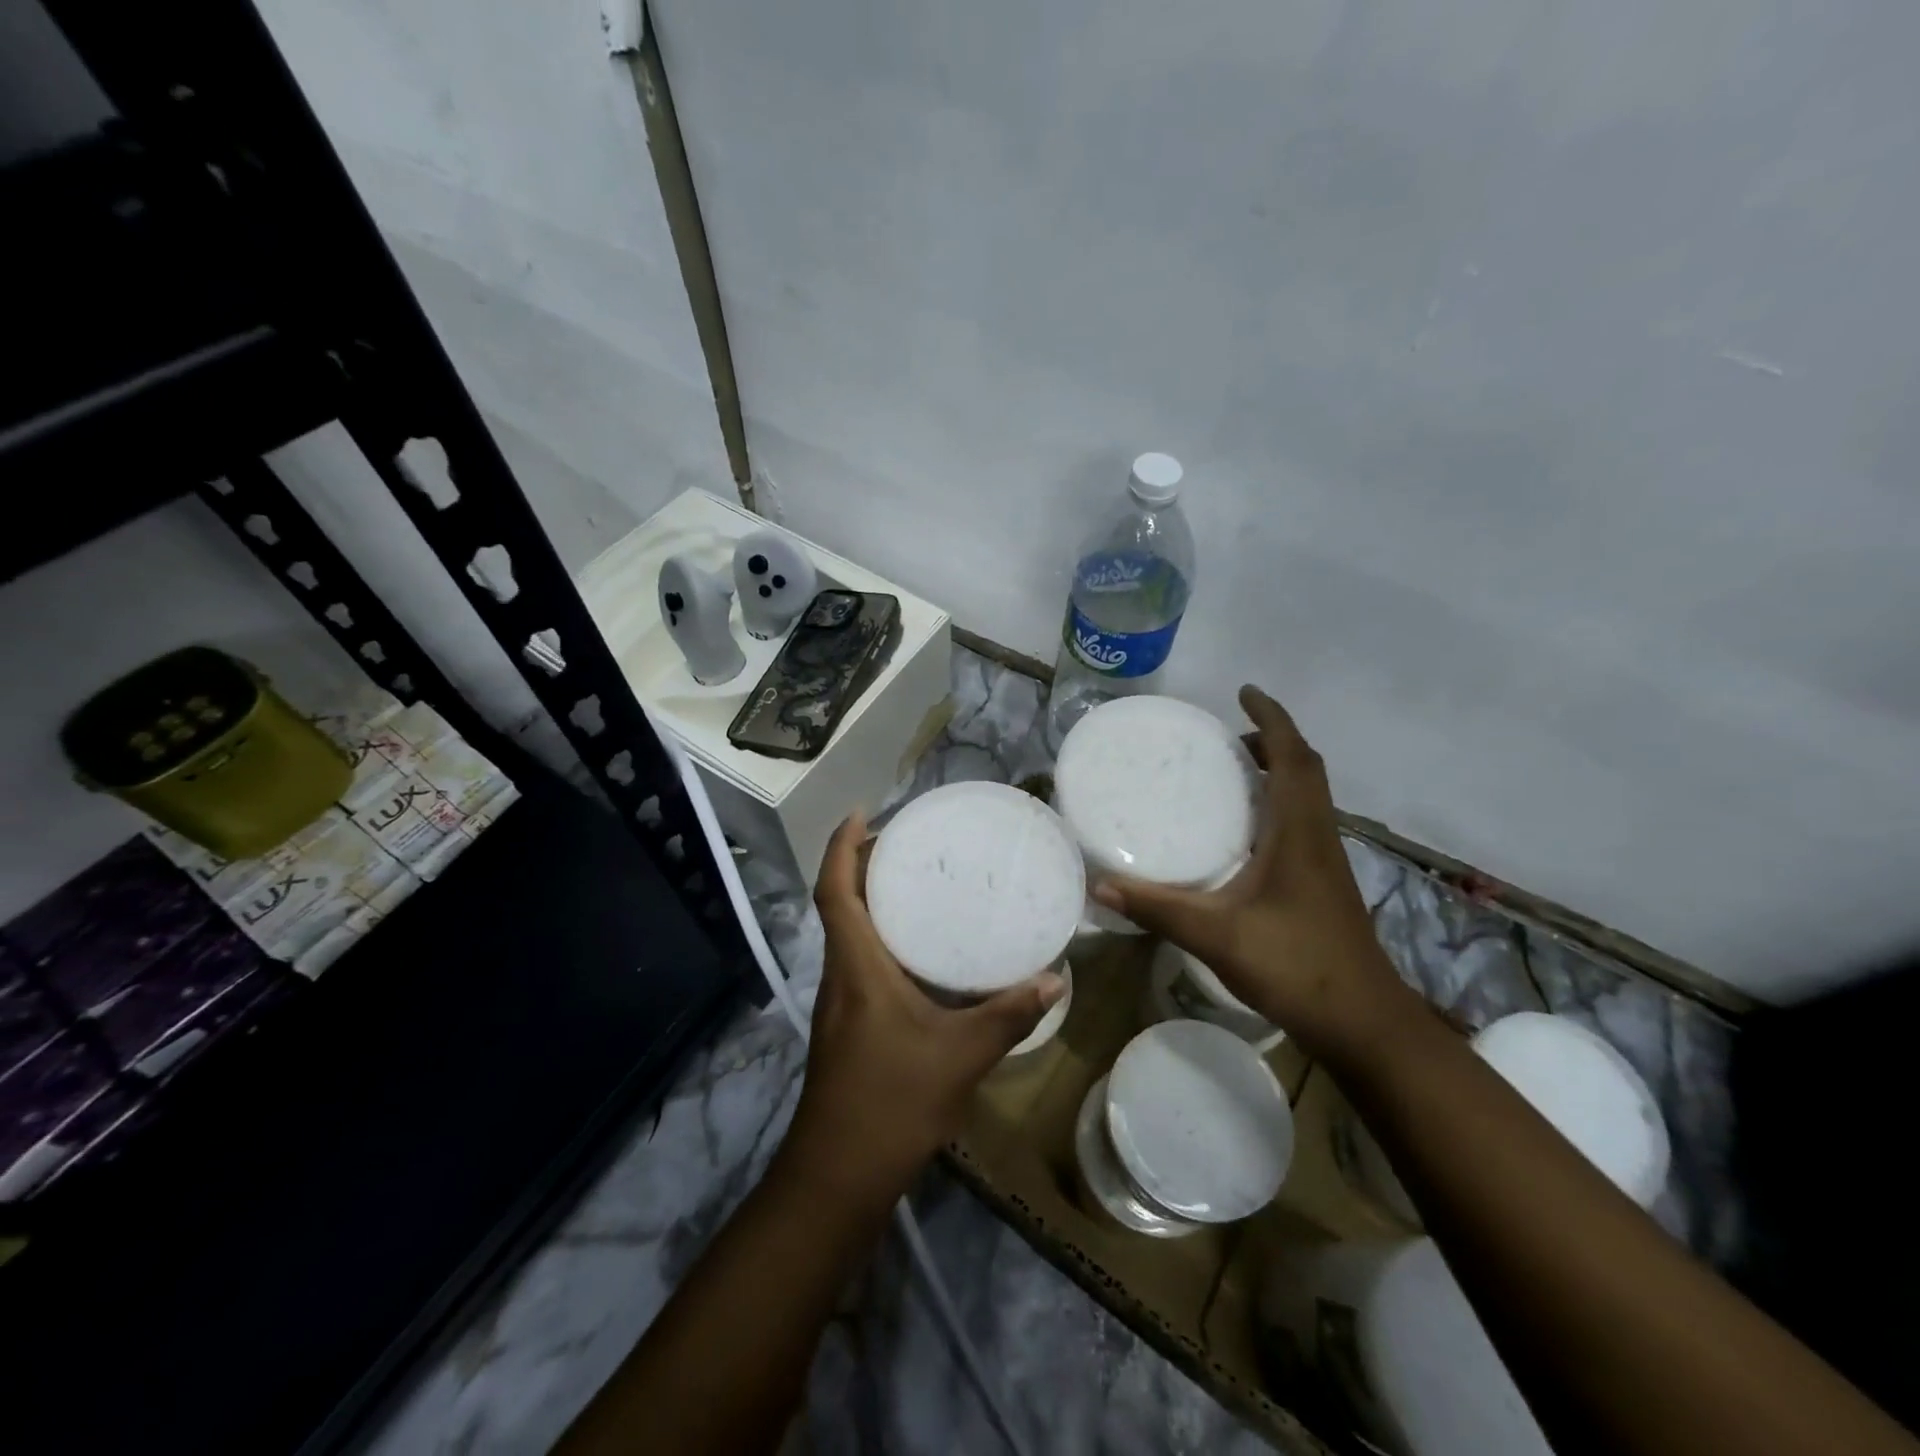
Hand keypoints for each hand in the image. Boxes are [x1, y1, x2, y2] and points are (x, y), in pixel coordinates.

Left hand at [782, 813, 1067, 1194]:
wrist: (838, 1175)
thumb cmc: (891, 1103)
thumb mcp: (961, 1055)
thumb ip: (1009, 1014)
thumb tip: (1056, 979)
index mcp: (856, 966)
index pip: (834, 890)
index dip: (841, 846)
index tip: (862, 813)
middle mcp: (841, 974)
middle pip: (839, 902)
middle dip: (862, 863)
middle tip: (907, 840)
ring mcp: (840, 1001)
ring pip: (848, 932)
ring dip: (870, 899)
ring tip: (917, 881)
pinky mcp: (849, 1023)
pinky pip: (860, 959)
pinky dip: (882, 936)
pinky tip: (921, 950)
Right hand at [1091, 685, 1408, 1058]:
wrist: (1365, 1025)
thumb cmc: (1297, 967)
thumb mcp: (1217, 936)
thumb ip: (1158, 909)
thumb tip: (1100, 885)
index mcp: (1299, 833)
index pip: (1293, 758)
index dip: (1272, 719)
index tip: (1245, 692)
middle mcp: (1318, 837)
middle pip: (1305, 770)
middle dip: (1272, 741)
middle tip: (1227, 735)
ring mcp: (1326, 863)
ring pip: (1308, 796)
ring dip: (1279, 771)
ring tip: (1233, 770)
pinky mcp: (1324, 885)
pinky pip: (1303, 823)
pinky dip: (1278, 805)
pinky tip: (1245, 832)